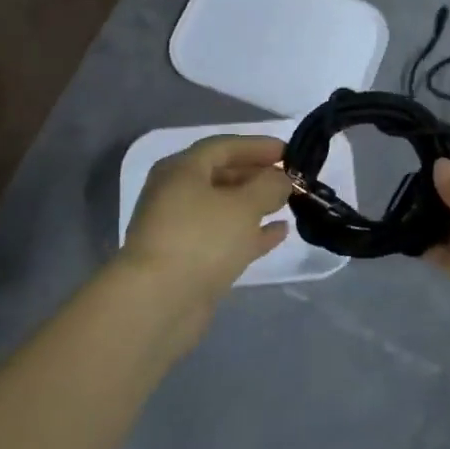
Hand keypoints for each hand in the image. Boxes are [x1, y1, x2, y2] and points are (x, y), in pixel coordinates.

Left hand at [120, 134, 291, 318]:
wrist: (158, 302)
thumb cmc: (201, 239)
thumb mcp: (243, 205)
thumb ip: (269, 186)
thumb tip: (281, 180)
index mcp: (182, 170)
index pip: (223, 146)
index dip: (258, 146)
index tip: (289, 152)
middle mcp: (176, 194)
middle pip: (222, 176)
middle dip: (257, 175)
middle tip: (291, 179)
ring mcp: (181, 229)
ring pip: (224, 208)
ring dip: (255, 204)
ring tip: (287, 203)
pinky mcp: (189, 260)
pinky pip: (225, 236)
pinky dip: (251, 232)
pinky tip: (279, 233)